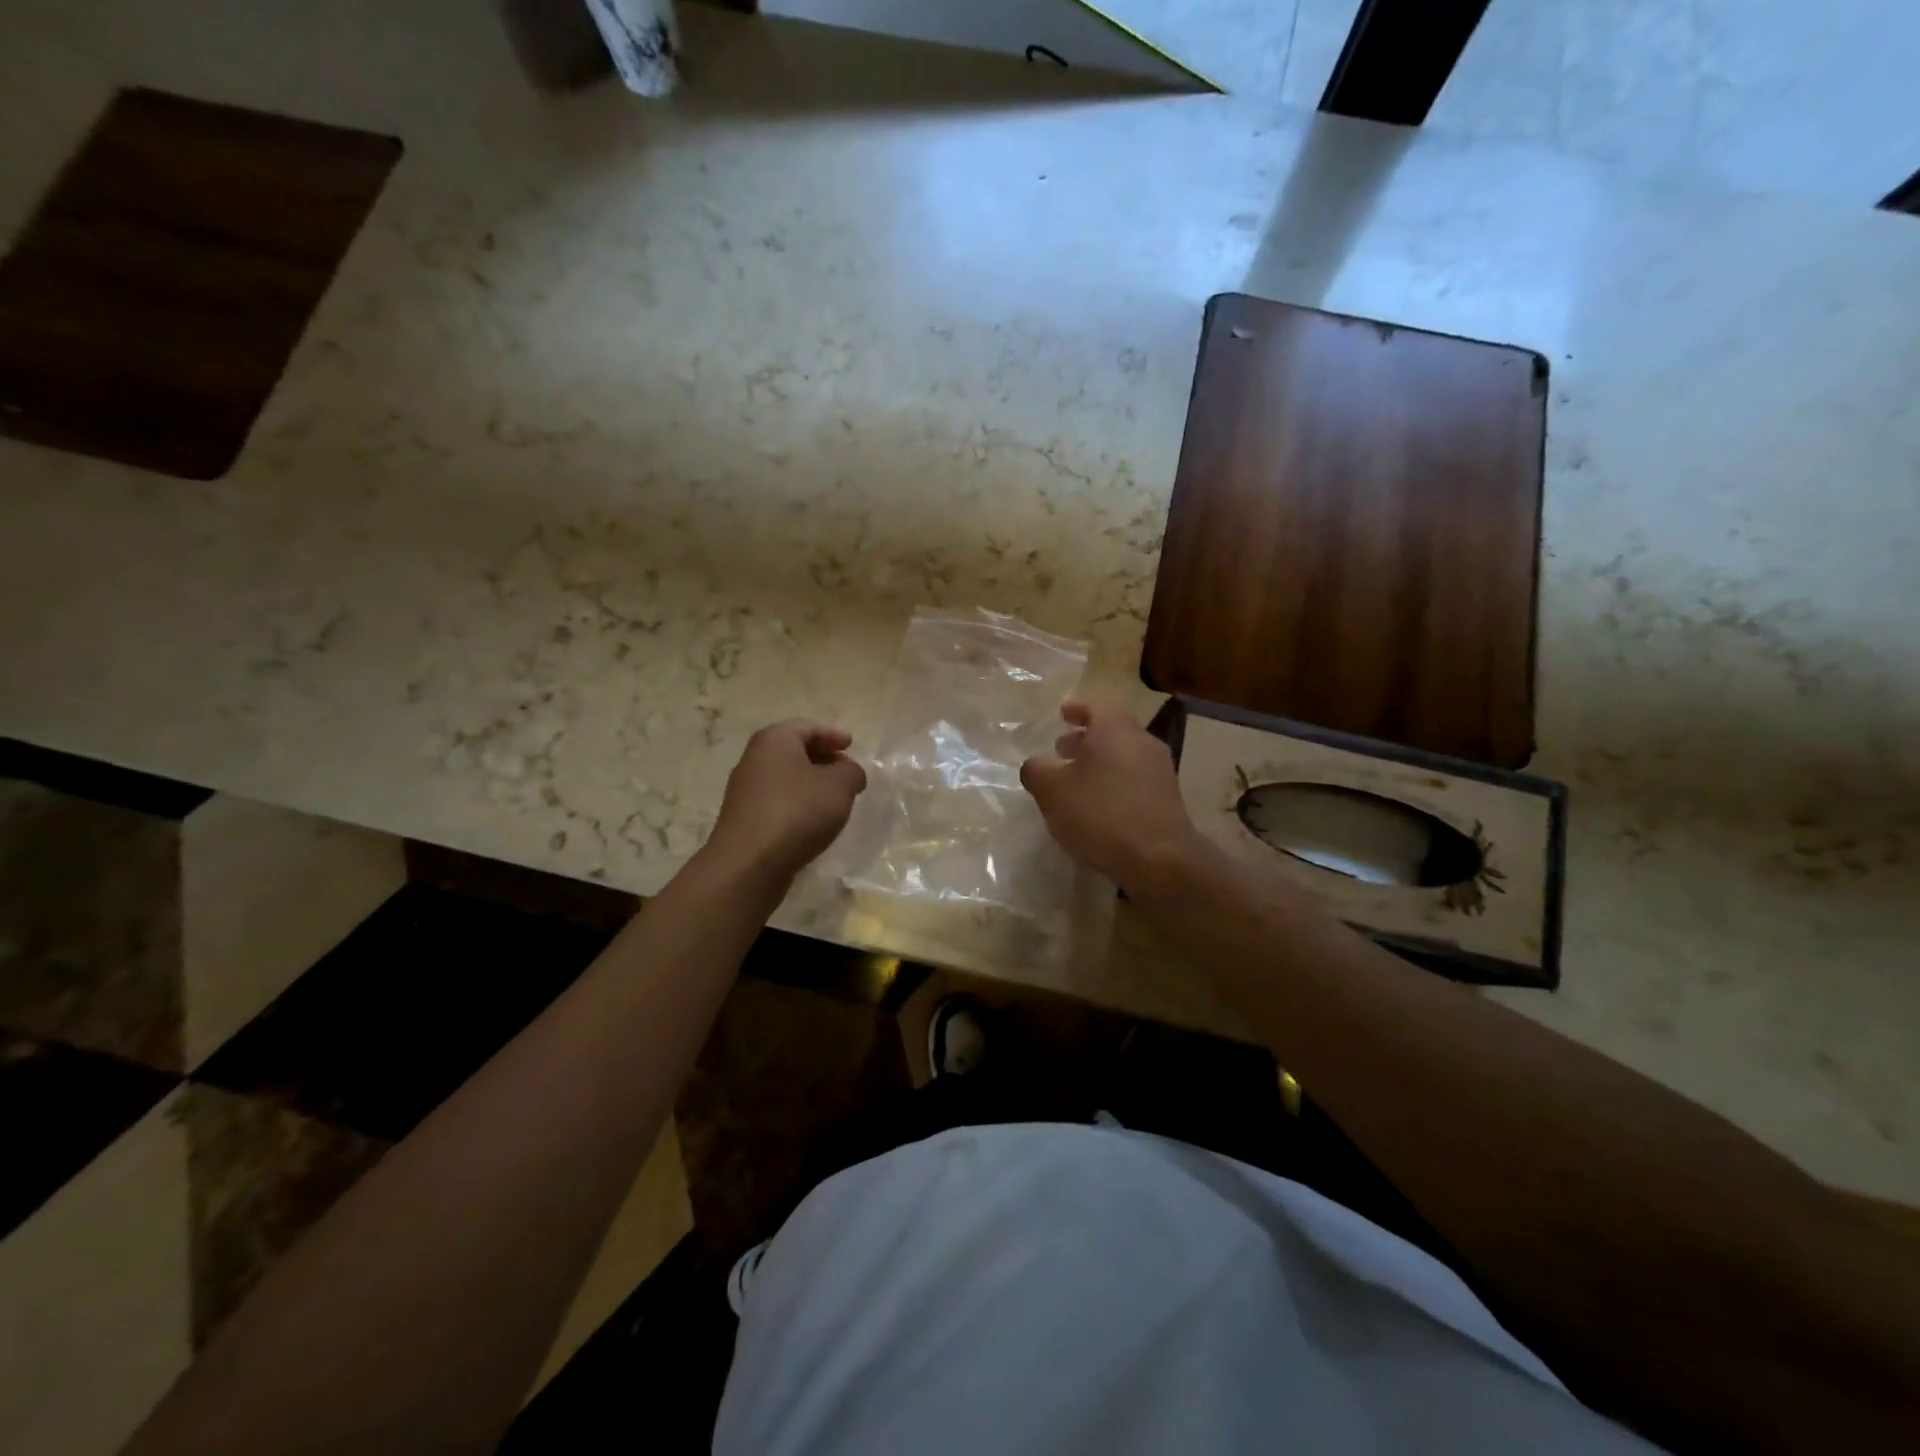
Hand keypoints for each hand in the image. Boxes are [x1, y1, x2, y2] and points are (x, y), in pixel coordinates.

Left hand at [706, 720, 867, 884]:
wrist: (749, 863)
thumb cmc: (797, 812)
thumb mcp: (839, 786)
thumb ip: (852, 772)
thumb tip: (849, 773)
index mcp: (774, 740)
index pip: (807, 727)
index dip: (832, 735)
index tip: (851, 745)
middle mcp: (754, 759)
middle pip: (794, 750)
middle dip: (823, 759)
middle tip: (846, 772)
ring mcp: (745, 790)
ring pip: (786, 777)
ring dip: (811, 784)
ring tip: (835, 800)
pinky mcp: (745, 818)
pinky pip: (778, 801)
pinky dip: (798, 804)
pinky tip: (814, 822)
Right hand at [1019, 702, 1202, 892]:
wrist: (1159, 859)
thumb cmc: (1101, 814)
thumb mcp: (1052, 791)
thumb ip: (1037, 770)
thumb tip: (1036, 764)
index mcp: (1115, 730)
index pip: (1095, 706)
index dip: (1076, 709)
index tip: (1061, 714)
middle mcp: (1142, 742)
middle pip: (1112, 730)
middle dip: (1085, 738)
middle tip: (1061, 750)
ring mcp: (1160, 770)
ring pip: (1124, 755)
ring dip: (1100, 762)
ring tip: (1076, 782)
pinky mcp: (1168, 798)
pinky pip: (1135, 778)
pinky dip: (1114, 782)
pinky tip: (1098, 806)